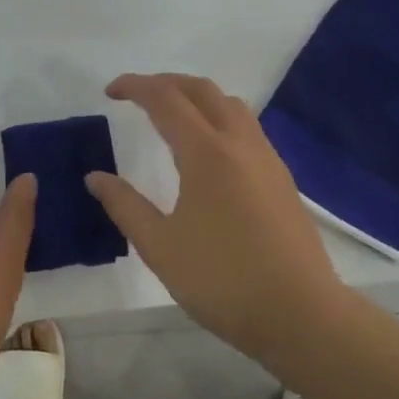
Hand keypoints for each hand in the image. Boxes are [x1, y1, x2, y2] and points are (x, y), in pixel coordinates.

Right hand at [86, 73, 344, 365]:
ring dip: (197, 98)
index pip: (166, 99)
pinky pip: (247, 129)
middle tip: (137, 96)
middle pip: (202, 90)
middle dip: (166, 83)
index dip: (135, 87)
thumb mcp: (160, 246)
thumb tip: (96, 178)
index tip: (110, 92)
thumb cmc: (223, 280)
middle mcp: (239, 144)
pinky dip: (218, 119)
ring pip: (231, 106)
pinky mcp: (282, 180)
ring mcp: (267, 160)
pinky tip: (206, 152)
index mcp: (206, 153)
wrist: (302, 316)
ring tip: (172, 116)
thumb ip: (125, 205)